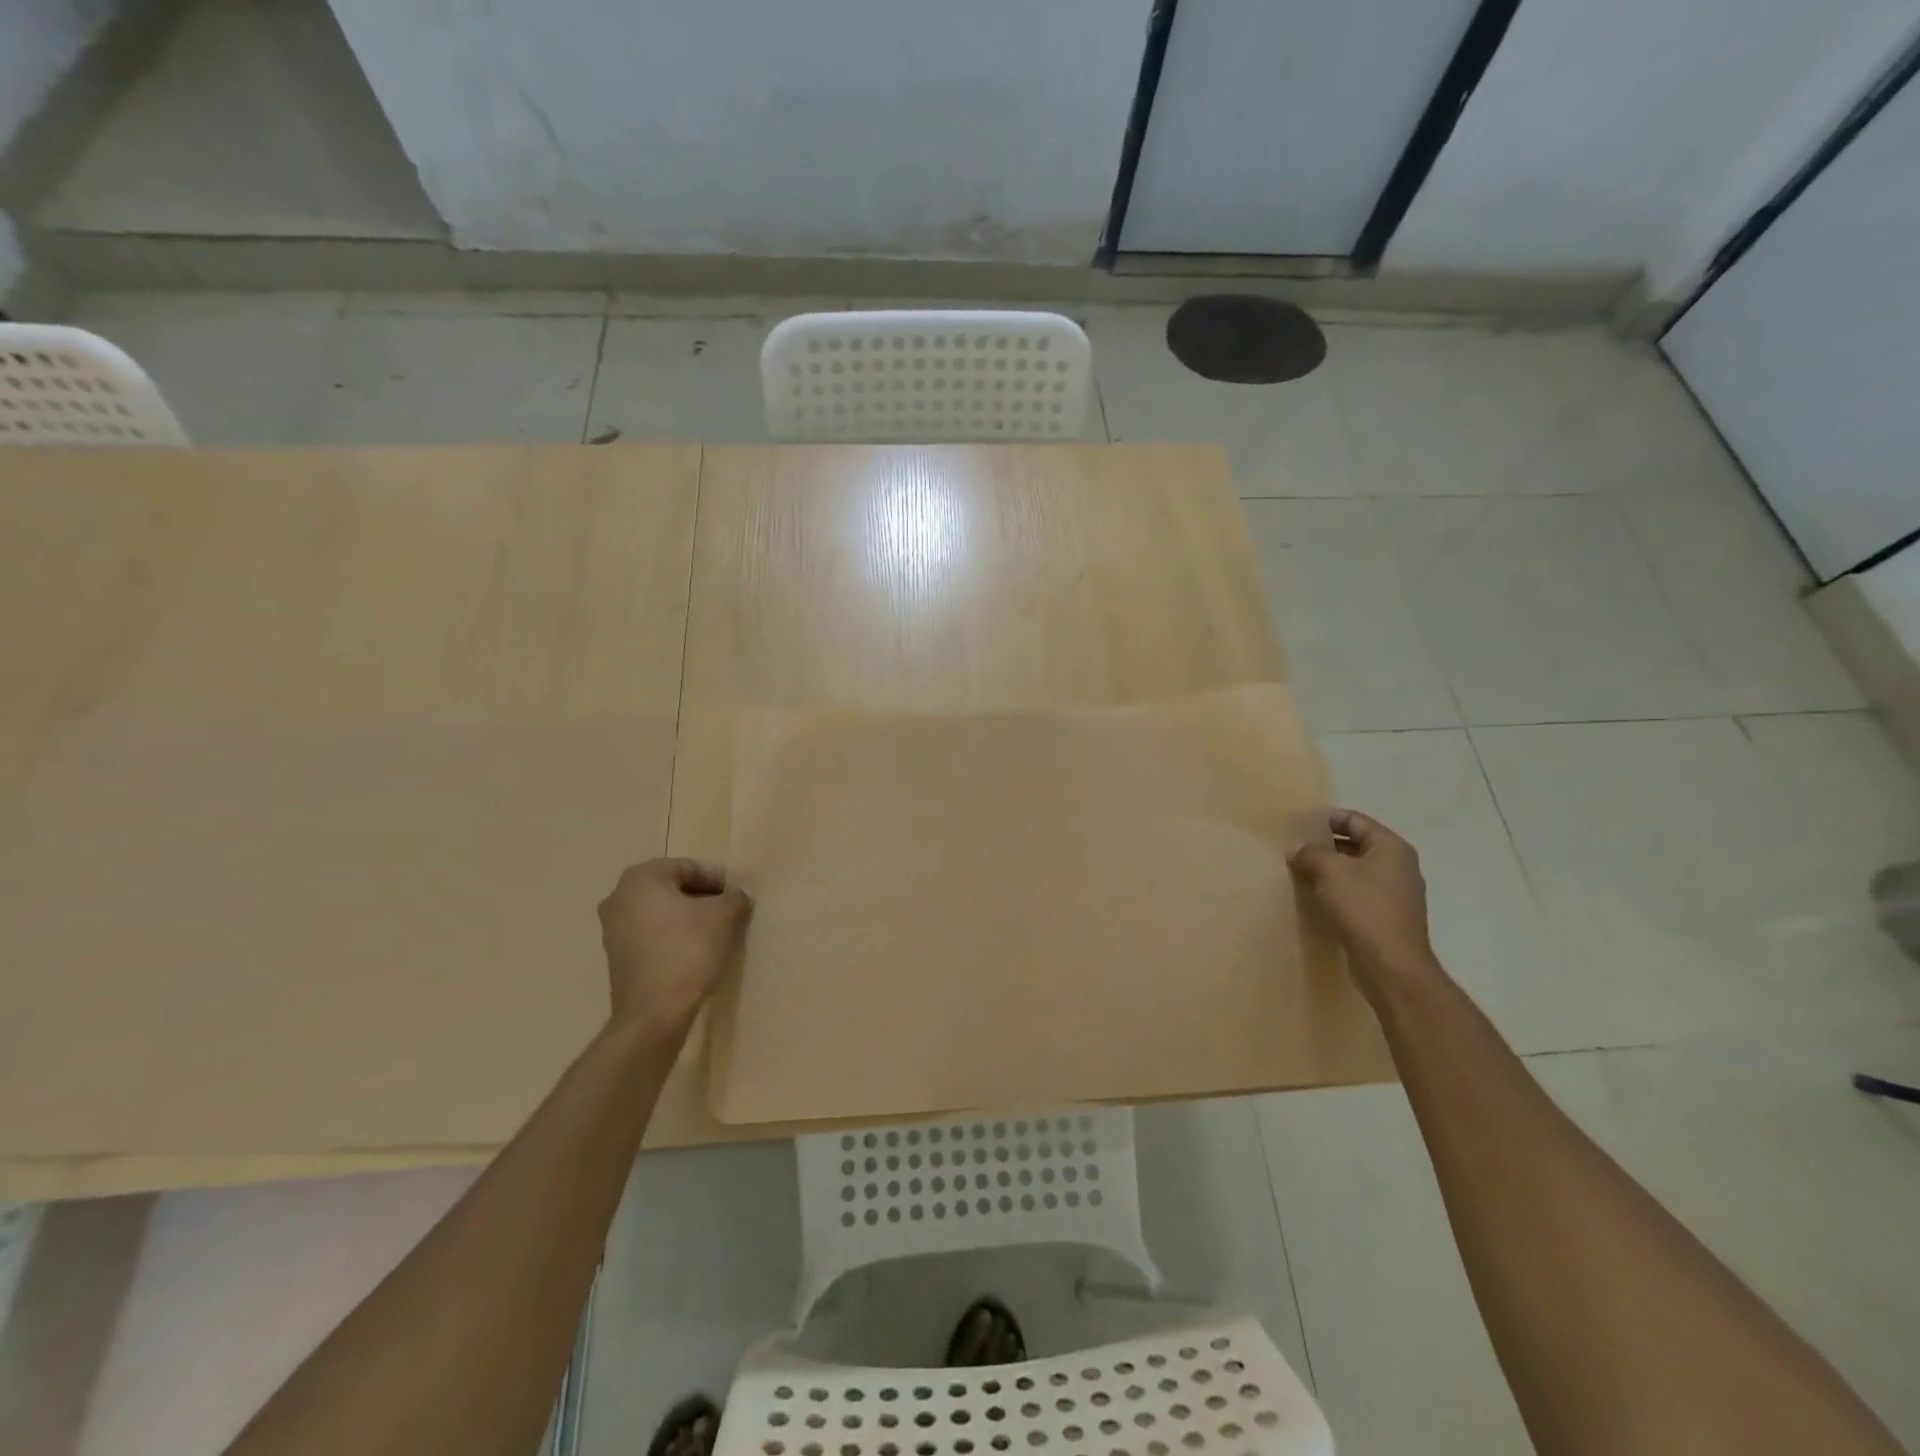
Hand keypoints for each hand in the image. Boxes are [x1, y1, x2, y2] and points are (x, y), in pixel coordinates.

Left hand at [597, 859, 751, 1034]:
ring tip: (714, 933)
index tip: (737, 896)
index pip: (688, 867)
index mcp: (641, 878)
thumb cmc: (688, 951)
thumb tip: (739, 894)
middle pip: (672, 888)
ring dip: (686, 917)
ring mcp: (612, 928)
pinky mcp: (615, 956)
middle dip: (701, 897)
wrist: (653, 1013)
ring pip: (660, 912)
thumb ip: (735, 897)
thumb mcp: (724, 917)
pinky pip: (650, 934)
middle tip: (728, 911)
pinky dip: (671, 936)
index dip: (717, 880)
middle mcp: (619, 896)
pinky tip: (693, 951)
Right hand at [1288, 810, 1438, 997]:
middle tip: (1295, 849)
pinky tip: (1317, 898)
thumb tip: (1296, 848)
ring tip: (1301, 872)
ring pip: (1357, 870)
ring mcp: (1397, 893)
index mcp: (1391, 847)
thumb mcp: (1330, 872)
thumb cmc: (1363, 908)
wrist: (1392, 966)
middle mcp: (1399, 866)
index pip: (1355, 820)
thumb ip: (1310, 853)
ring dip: (1330, 870)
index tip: (1298, 825)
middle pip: (1357, 844)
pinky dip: (1339, 891)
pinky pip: (1359, 893)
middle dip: (1325, 845)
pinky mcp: (1388, 917)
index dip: (1326, 819)